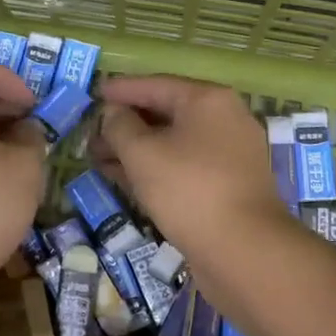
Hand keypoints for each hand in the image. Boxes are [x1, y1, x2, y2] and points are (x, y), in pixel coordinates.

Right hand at [91, 75, 295, 261]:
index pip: (155, 85)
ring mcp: (229, 154)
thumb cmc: (189, 189)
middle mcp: (224, 120)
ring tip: (99, 160)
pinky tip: (126, 180)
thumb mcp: (142, 153)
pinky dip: (155, 169)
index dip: (120, 89)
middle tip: (91, 135)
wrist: (244, 250)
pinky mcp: (227, 186)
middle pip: (165, 113)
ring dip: (135, 150)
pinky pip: (184, 166)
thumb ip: (120, 126)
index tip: (93, 93)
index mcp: (208, 100)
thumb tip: (114, 114)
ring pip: (173, 143)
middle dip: (125, 125)